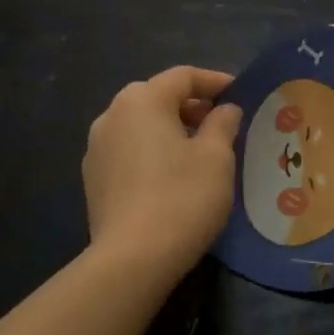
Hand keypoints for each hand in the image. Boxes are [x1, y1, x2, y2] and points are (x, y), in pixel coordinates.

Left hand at [83, 67, 241, 282]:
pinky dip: (152, 150)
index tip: (239, 93)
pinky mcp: (94, 179)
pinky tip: (172, 174)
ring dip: (169, 127)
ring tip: (198, 149)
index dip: (215, 81)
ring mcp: (96, 148)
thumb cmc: (183, 197)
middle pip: (156, 96)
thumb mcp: (217, 157)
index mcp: (142, 101)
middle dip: (190, 104)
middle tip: (220, 121)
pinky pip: (128, 150)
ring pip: (139, 124)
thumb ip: (222, 124)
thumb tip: (224, 109)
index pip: (183, 76)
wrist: (133, 258)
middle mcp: (111, 116)